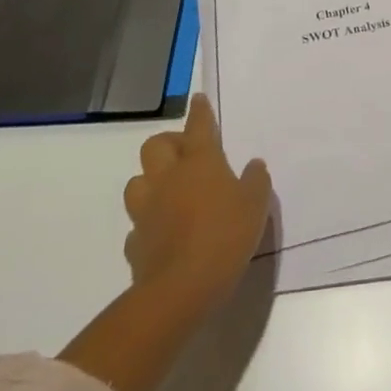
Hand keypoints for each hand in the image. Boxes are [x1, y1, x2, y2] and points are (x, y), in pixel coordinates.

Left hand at [122, 94, 271, 315]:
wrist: (180, 290)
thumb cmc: (225, 236)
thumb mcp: (255, 205)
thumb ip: (256, 180)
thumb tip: (253, 165)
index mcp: (200, 162)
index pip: (198, 126)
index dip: (200, 111)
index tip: (198, 99)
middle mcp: (168, 178)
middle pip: (155, 146)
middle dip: (168, 143)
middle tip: (186, 154)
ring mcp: (147, 211)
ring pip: (137, 182)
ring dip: (151, 181)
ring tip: (168, 191)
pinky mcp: (135, 243)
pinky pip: (137, 224)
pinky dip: (147, 223)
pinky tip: (161, 232)